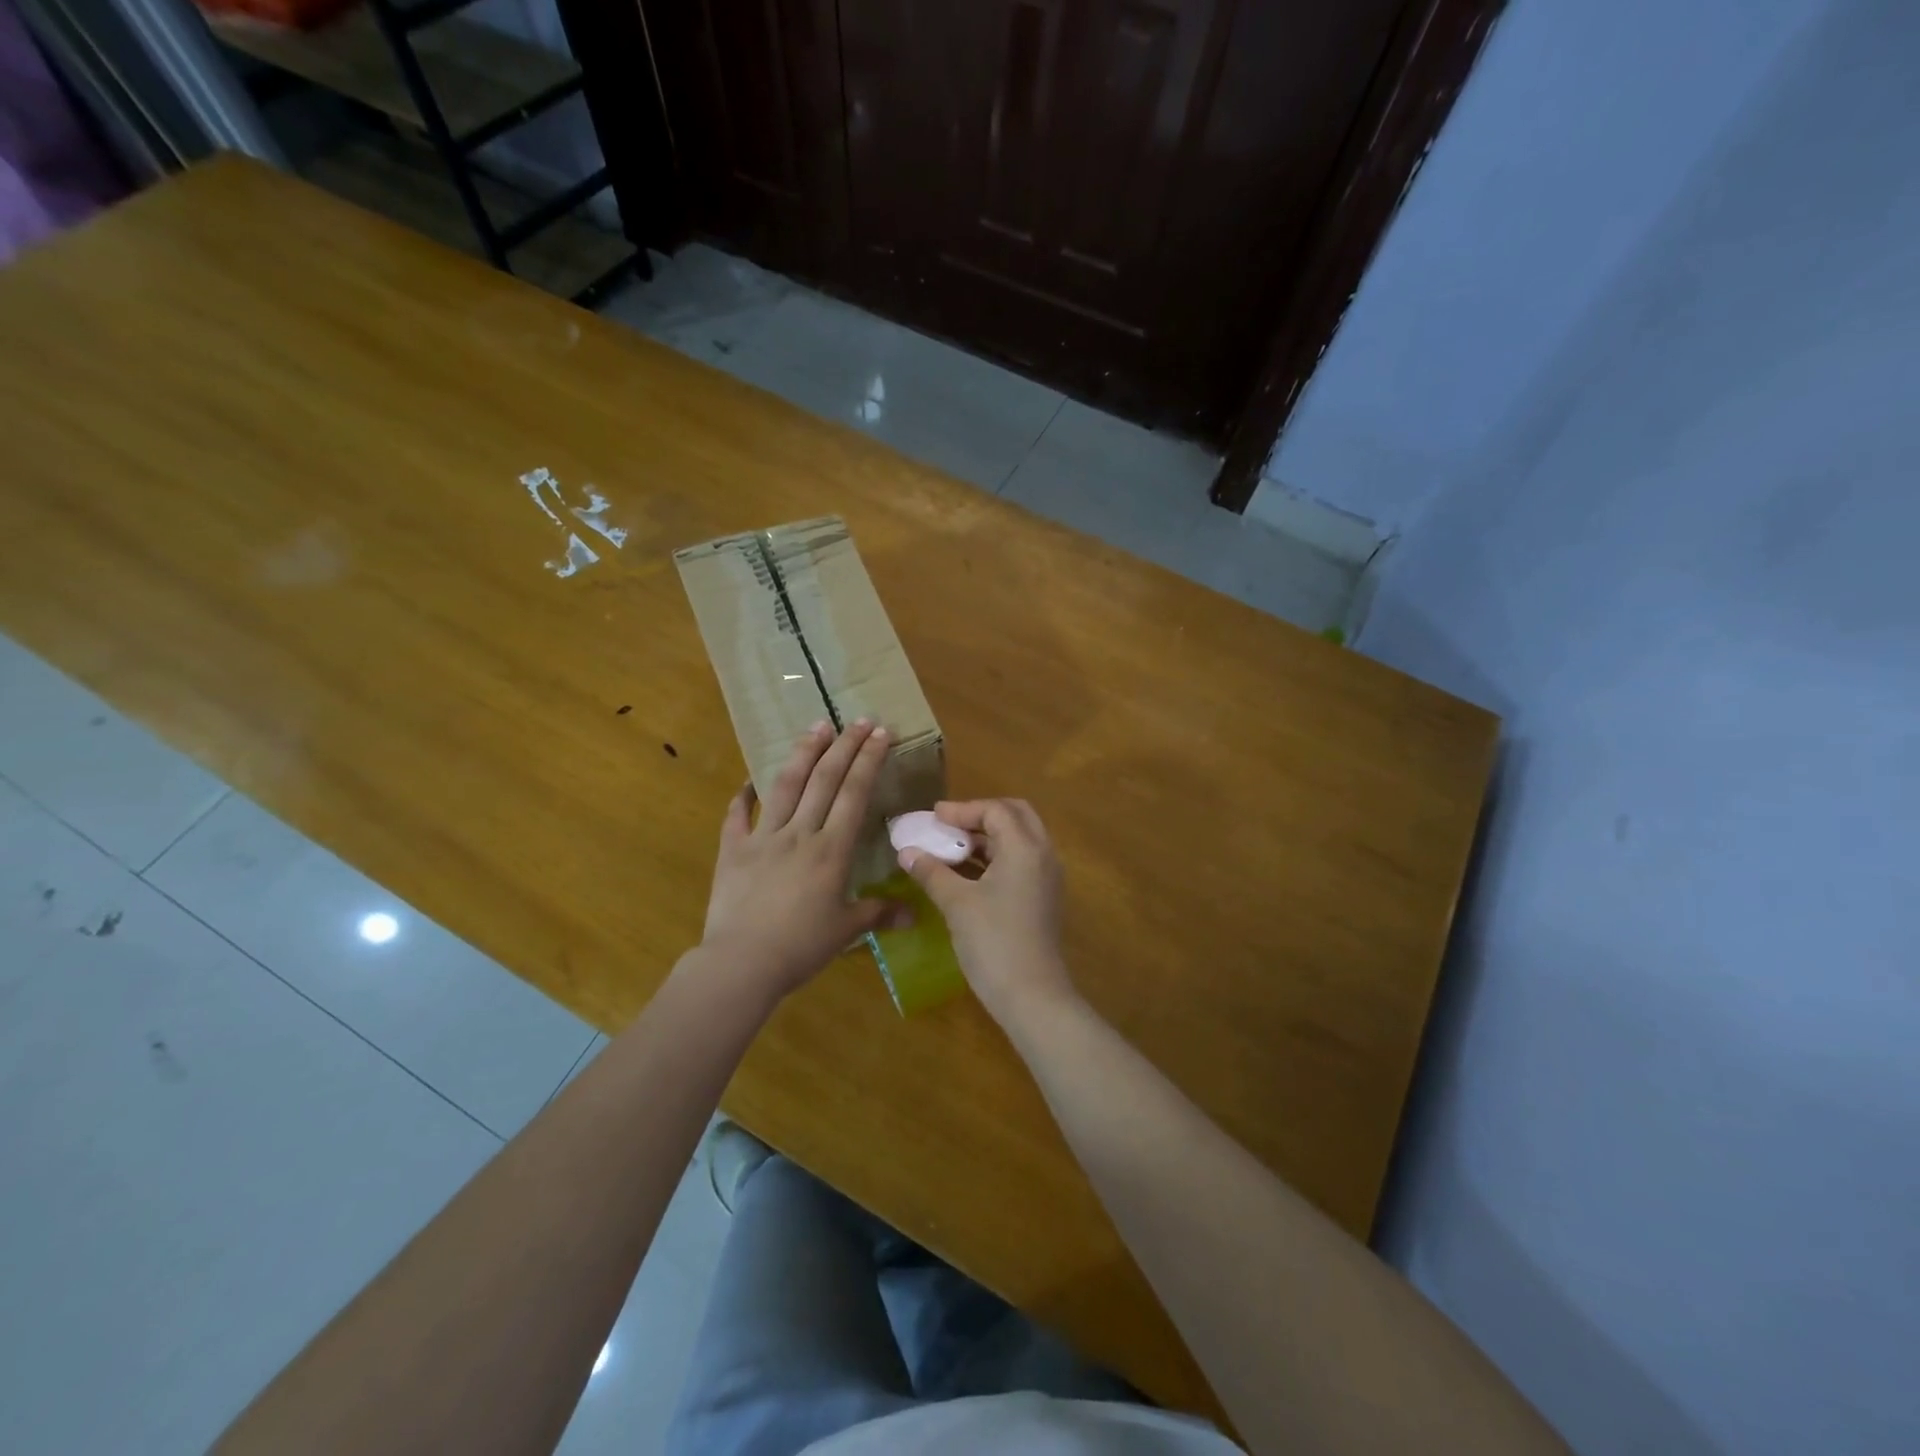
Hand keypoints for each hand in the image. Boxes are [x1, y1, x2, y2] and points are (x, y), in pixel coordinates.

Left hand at [700, 720, 910, 999]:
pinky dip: (744, 794)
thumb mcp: (846, 930)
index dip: (868, 760)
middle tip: (858, 719)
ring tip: (817, 726)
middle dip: (844, 746)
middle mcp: (800, 833)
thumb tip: (914, 914)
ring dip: (804, 753)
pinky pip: (737, 814)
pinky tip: (750, 779)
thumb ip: (879, 914)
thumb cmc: (801, 947)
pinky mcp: (732, 849)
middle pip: (825, 779)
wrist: (741, 963)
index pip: (855, 793)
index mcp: (832, 850)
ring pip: (786, 785)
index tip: (880, 732)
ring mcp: (763, 837)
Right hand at [897, 798, 1077, 1026]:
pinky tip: (967, 873)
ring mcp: (1047, 878)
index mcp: (1025, 848)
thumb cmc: (993, 942)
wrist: (1032, 996)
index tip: (933, 817)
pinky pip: (1021, 862)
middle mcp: (1043, 855)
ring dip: (987, 837)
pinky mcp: (1043, 898)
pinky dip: (995, 858)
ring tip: (951, 847)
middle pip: (1015, 816)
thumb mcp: (957, 904)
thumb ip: (931, 872)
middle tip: (948, 825)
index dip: (962, 809)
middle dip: (981, 815)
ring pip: (1019, 840)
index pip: (996, 810)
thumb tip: (906, 852)